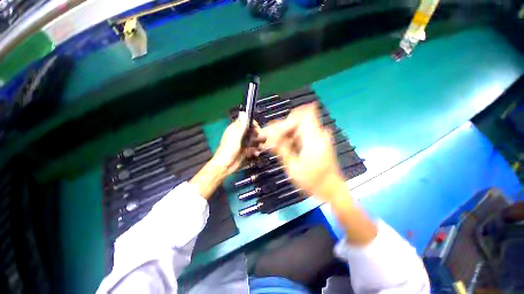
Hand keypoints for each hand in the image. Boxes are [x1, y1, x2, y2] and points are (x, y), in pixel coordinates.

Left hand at [213, 112, 263, 175]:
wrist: (225, 166)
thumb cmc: (229, 149)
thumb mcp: (236, 136)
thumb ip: (241, 125)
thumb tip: (243, 111)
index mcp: (235, 129)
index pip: (246, 122)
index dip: (253, 124)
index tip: (258, 128)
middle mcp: (239, 135)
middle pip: (252, 131)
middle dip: (258, 135)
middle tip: (262, 139)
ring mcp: (242, 143)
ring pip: (253, 140)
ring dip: (258, 144)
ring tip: (261, 148)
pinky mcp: (245, 151)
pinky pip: (253, 148)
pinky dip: (255, 150)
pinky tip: (256, 153)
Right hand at [262, 103, 345, 201]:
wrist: (332, 190)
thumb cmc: (313, 181)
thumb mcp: (293, 166)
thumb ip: (281, 148)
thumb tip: (269, 136)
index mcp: (314, 138)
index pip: (300, 116)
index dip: (285, 122)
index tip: (272, 133)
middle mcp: (319, 133)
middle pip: (298, 120)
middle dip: (281, 128)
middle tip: (268, 138)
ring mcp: (319, 137)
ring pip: (298, 126)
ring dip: (285, 133)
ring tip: (272, 143)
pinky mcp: (317, 141)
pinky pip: (302, 133)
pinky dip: (291, 138)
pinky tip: (282, 145)